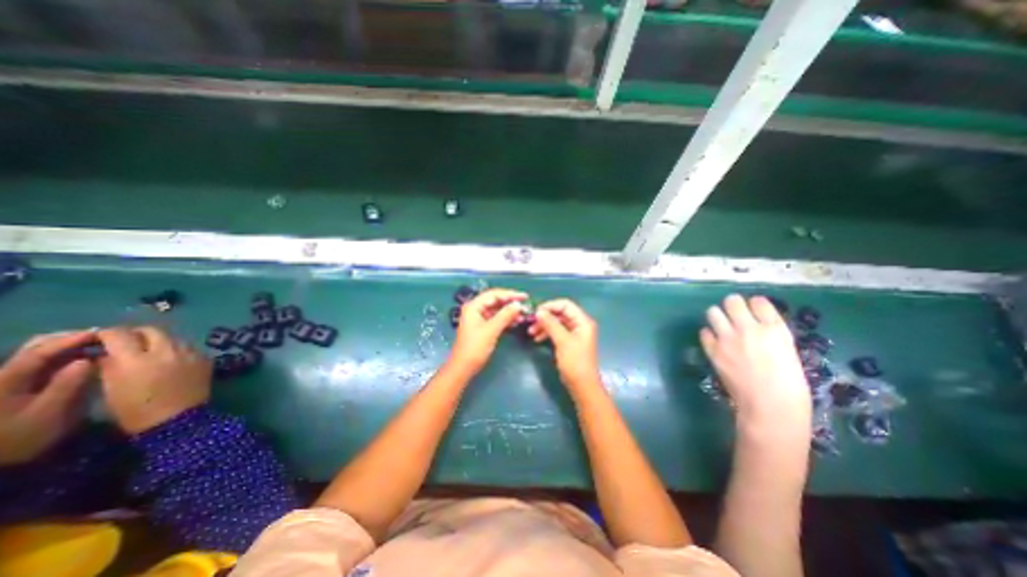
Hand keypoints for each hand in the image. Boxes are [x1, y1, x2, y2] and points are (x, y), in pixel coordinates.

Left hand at [0, 332, 94, 466]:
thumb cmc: (20, 438)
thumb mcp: (48, 413)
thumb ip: (67, 384)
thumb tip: (88, 360)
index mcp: (6, 380)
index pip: (40, 352)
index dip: (71, 340)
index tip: (102, 333)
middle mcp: (3, 375)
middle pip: (34, 347)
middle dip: (69, 339)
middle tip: (103, 338)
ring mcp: (8, 381)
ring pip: (37, 353)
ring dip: (68, 346)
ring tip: (97, 346)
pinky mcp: (16, 386)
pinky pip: (41, 362)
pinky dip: (64, 356)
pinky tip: (84, 358)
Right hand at [95, 326, 210, 434]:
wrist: (178, 419)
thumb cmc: (136, 410)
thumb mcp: (110, 389)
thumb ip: (108, 365)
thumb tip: (105, 352)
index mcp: (136, 359)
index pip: (120, 334)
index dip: (108, 334)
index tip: (101, 338)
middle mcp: (167, 351)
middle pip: (152, 330)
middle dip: (137, 333)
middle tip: (128, 342)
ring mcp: (190, 353)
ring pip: (173, 337)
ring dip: (160, 341)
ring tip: (151, 351)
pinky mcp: (205, 358)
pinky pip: (188, 347)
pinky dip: (177, 349)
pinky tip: (171, 360)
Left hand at [451, 289, 529, 374]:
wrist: (463, 367)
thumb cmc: (475, 348)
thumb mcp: (491, 330)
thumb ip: (505, 315)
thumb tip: (518, 304)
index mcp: (473, 306)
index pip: (494, 294)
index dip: (510, 294)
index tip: (524, 296)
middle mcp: (475, 309)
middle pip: (495, 300)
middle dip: (510, 302)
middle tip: (525, 304)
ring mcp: (478, 318)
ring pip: (496, 309)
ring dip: (509, 311)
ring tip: (523, 315)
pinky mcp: (482, 326)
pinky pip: (496, 318)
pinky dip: (505, 318)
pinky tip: (516, 321)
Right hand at [530, 300, 604, 388]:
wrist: (582, 385)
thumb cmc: (575, 362)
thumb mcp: (562, 341)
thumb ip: (551, 324)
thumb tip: (539, 311)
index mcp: (582, 321)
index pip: (566, 305)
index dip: (550, 306)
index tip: (536, 311)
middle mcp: (580, 324)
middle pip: (560, 313)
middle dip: (546, 317)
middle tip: (531, 322)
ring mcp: (575, 333)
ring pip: (557, 323)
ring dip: (544, 325)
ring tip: (531, 332)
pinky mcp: (569, 342)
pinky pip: (557, 332)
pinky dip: (547, 333)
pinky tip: (537, 338)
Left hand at [699, 297, 810, 432]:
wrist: (770, 407)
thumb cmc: (789, 385)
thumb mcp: (787, 352)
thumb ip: (771, 335)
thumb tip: (757, 325)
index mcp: (774, 329)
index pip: (759, 302)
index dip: (755, 304)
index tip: (754, 309)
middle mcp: (748, 329)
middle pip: (732, 301)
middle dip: (732, 304)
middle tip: (733, 312)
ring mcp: (727, 339)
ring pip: (713, 312)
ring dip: (717, 316)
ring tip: (721, 324)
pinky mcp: (713, 350)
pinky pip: (704, 332)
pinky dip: (709, 334)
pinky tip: (715, 340)